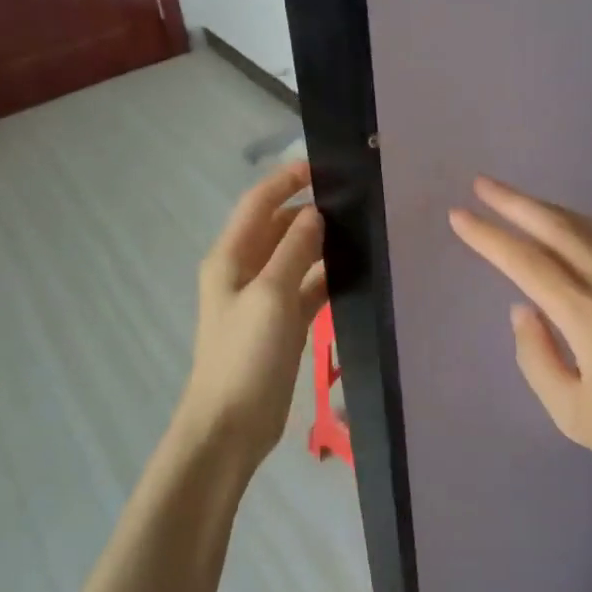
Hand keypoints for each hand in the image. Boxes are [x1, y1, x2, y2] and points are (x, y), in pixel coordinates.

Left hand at [177, 161, 327, 465]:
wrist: (231, 425)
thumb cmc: (245, 354)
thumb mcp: (271, 295)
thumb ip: (294, 250)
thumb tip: (314, 213)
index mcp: (230, 257)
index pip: (258, 203)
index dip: (286, 180)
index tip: (323, 166)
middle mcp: (244, 271)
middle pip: (277, 228)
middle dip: (308, 211)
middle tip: (354, 200)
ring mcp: (264, 299)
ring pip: (295, 258)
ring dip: (320, 244)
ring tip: (361, 230)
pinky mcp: (282, 324)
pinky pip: (306, 288)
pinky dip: (325, 277)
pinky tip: (355, 271)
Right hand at [448, 177, 591, 480]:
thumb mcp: (573, 413)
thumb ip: (537, 357)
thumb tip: (522, 310)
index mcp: (587, 316)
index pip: (526, 264)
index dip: (488, 237)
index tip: (459, 215)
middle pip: (557, 228)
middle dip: (514, 202)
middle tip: (481, 185)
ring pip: (586, 229)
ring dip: (546, 209)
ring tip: (517, 201)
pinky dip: (574, 231)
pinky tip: (564, 239)